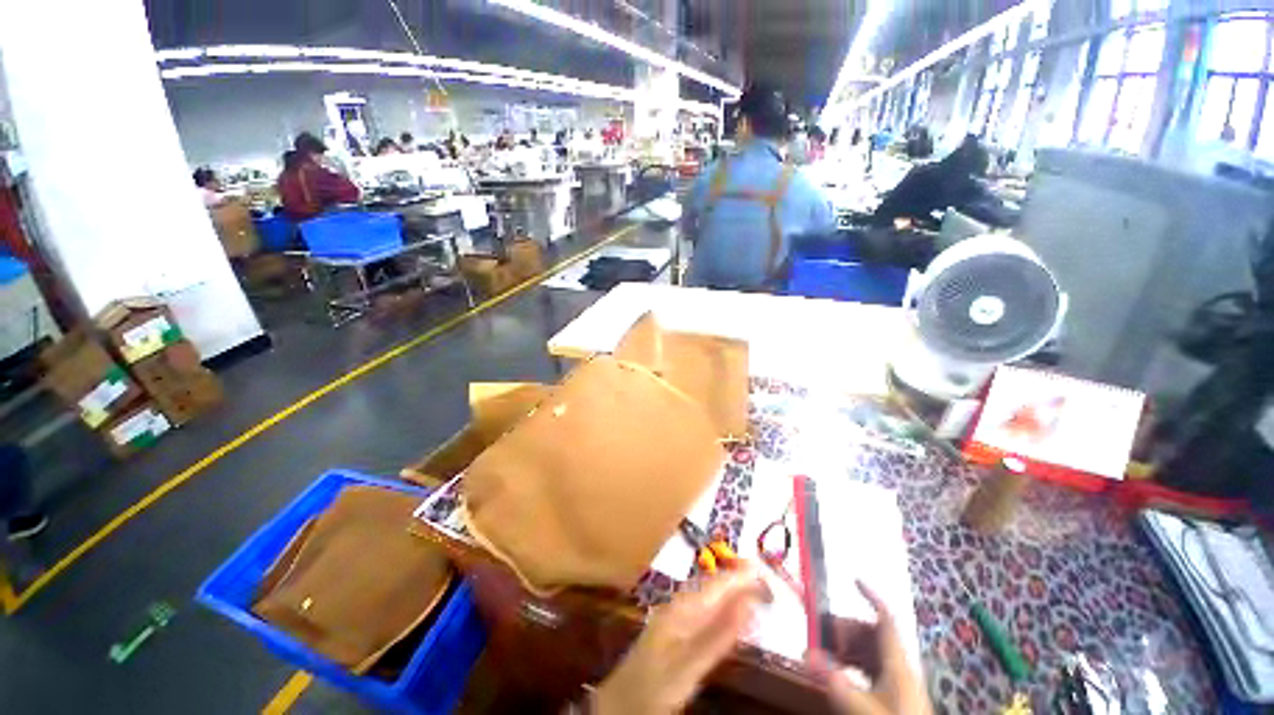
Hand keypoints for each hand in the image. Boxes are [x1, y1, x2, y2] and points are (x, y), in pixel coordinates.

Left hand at [591, 567, 771, 714]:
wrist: (620, 703)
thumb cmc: (654, 685)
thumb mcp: (689, 665)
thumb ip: (719, 635)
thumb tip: (749, 602)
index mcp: (683, 607)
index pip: (717, 584)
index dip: (740, 575)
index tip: (764, 569)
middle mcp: (680, 605)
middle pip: (713, 587)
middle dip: (737, 580)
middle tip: (764, 578)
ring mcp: (677, 617)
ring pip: (709, 597)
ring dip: (730, 591)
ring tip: (753, 588)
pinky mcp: (676, 631)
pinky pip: (704, 612)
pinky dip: (721, 608)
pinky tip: (729, 613)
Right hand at [807, 580, 931, 714]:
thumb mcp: (861, 707)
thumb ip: (835, 682)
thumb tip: (807, 655)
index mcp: (897, 662)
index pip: (885, 618)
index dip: (871, 596)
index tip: (853, 580)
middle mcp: (899, 666)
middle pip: (871, 633)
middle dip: (845, 627)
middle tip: (821, 633)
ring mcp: (897, 680)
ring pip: (870, 651)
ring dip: (846, 646)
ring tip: (825, 653)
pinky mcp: (894, 694)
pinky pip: (871, 667)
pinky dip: (853, 663)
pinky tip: (840, 672)